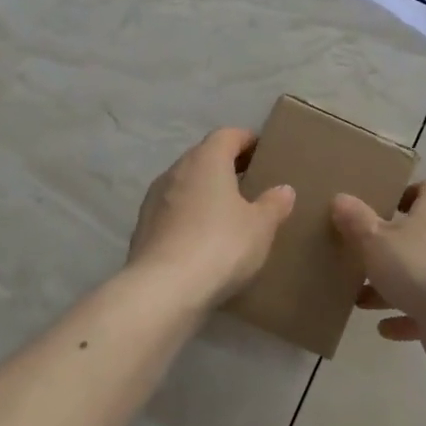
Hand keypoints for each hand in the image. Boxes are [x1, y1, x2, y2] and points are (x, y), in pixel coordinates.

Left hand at [127, 128, 295, 305]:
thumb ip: (273, 204)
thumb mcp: (260, 226)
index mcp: (206, 159)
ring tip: (229, 214)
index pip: (228, 135)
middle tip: (251, 183)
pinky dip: (189, 217)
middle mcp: (176, 170)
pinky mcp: (142, 229)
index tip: (263, 152)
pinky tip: (204, 240)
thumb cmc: (220, 245)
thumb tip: (283, 190)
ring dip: (205, 192)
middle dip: (226, 166)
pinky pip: (173, 212)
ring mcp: (154, 199)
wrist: (162, 290)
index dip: (247, 140)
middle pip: (204, 157)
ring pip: (186, 184)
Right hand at [332, 181, 425, 354]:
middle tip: (359, 255)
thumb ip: (356, 219)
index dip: (401, 197)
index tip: (375, 209)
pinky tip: (383, 327)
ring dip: (392, 286)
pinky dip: (406, 316)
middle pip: (418, 234)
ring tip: (360, 298)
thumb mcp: (375, 238)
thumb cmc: (417, 265)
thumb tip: (340, 198)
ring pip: (420, 273)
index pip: (423, 190)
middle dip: (389, 247)